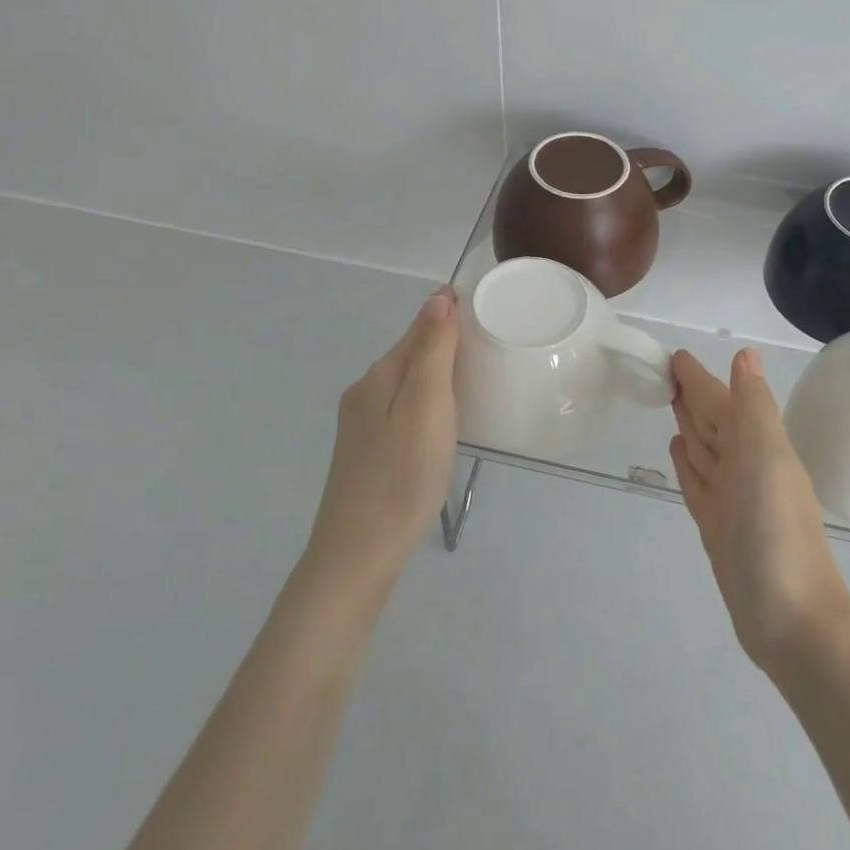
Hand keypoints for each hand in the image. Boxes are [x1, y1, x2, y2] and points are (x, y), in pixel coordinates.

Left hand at [307, 287, 459, 585]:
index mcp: (379, 376)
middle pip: (410, 354)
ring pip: (406, 383)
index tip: (486, 308)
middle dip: (445, 341)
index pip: (419, 328)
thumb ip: (432, 350)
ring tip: (475, 378)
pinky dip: (427, 401)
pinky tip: (443, 421)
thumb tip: (438, 297)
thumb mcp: (426, 406)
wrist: (360, 552)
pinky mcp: (368, 452)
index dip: (449, 314)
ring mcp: (362, 425)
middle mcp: (365, 392)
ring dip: (437, 373)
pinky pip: (403, 409)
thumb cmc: (402, 475)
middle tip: (490, 342)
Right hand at [669, 348, 849, 672]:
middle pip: (712, 419)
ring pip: (704, 446)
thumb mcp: (767, 458)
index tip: (674, 355)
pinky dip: (687, 462)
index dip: (699, 377)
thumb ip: (753, 406)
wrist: (791, 620)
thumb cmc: (777, 532)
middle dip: (692, 394)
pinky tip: (677, 449)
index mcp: (757, 443)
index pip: (721, 398)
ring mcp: (730, 495)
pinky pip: (697, 480)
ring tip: (670, 400)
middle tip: (662, 372)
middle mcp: (744, 464)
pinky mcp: (716, 524)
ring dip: (689, 422)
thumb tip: (746, 352)